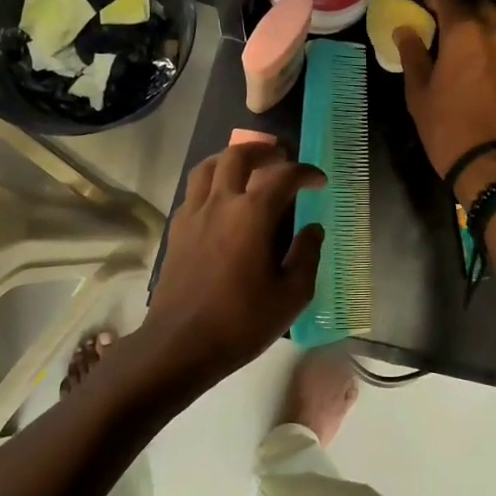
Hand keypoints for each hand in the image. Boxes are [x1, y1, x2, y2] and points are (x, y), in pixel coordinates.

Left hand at [138, 142, 324, 391]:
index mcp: (252, 215)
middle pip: (238, 155)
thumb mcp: (292, 295)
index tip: (319, 181)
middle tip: (281, 158)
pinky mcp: (176, 231)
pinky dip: (212, 184)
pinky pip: (194, 192)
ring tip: (248, 169)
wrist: (180, 345)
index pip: (284, 175)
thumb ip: (307, 255)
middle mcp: (220, 203)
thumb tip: (313, 228)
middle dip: (263, 150)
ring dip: (231, 159)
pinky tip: (222, 203)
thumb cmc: (242, 322)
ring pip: (208, 166)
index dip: (306, 172)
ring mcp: (193, 214)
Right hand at [395, 0, 495, 203]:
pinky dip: (495, 44)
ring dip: (482, 25)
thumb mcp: (419, 92)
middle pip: (480, 5)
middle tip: (444, 25)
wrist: (494, 162)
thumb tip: (405, 30)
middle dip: (462, 9)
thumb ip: (412, 54)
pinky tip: (481, 63)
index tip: (420, 7)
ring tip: (464, 44)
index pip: (447, 0)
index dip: (431, 0)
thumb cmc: (447, 126)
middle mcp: (495, 32)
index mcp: (465, 31)